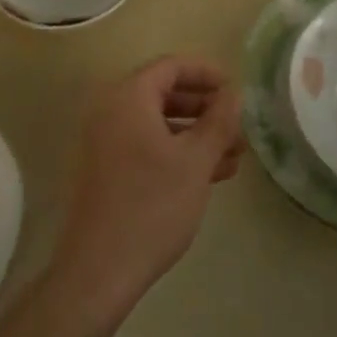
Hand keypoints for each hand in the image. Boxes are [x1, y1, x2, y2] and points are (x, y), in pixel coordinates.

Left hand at [50, 56, 244, 323]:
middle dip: (205, 107)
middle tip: (237, 125)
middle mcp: (110, 112)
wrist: (99, 270)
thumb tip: (234, 94)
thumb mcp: (196, 160)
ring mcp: (104, 143)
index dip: (207, 72)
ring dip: (196, 134)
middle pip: (164, 93)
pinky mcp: (105, 170)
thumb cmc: (152, 206)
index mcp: (128, 98)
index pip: (171, 66)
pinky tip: (210, 174)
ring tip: (234, 155)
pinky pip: (146, 146)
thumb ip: (219, 121)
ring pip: (158, 124)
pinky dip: (177, 152)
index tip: (235, 88)